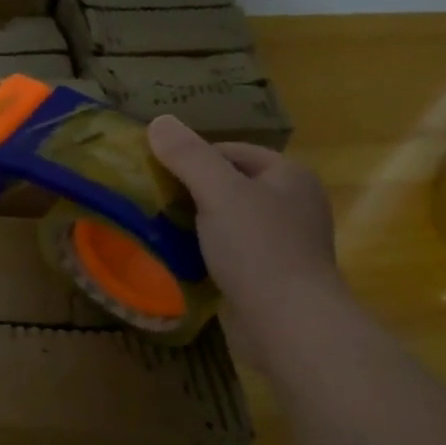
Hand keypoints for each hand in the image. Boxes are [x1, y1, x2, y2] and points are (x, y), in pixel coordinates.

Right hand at [147, 115, 346, 369]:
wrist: (288, 322)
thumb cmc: (258, 249)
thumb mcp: (219, 193)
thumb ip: (189, 157)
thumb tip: (158, 122)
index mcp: (288, 176)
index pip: (233, 151)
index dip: (194, 157)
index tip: (156, 172)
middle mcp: (292, 204)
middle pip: (232, 186)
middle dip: (193, 192)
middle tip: (153, 201)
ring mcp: (284, 243)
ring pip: (230, 222)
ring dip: (197, 225)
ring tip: (159, 229)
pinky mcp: (271, 277)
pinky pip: (232, 254)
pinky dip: (207, 253)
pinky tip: (181, 261)